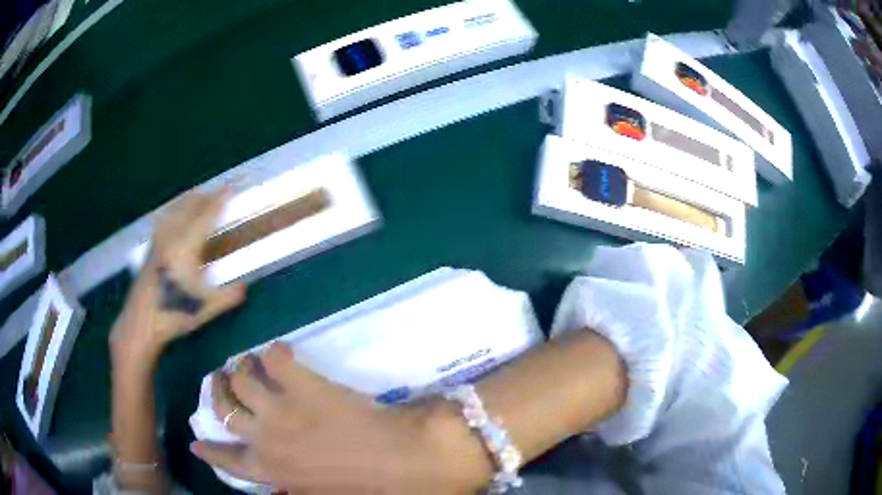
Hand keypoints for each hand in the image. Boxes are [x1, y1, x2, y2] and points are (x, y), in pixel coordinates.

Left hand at [110, 189, 245, 364]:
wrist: (141, 321)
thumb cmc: (174, 314)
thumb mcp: (205, 309)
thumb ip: (228, 296)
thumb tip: (245, 287)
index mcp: (186, 247)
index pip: (206, 215)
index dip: (219, 200)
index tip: (231, 188)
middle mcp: (171, 236)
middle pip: (190, 205)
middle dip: (206, 196)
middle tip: (219, 193)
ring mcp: (159, 239)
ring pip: (176, 208)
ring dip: (191, 200)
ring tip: (201, 198)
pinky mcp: (151, 246)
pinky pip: (168, 216)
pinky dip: (177, 209)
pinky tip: (178, 215)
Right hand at [191, 343, 472, 491]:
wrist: (410, 462)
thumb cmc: (372, 488)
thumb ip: (294, 489)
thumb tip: (278, 485)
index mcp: (274, 473)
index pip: (229, 462)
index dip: (209, 450)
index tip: (195, 441)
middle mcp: (266, 440)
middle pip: (223, 408)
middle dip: (217, 391)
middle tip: (222, 378)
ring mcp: (283, 410)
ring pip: (241, 379)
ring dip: (241, 367)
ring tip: (250, 362)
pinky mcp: (306, 386)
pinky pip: (276, 357)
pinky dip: (275, 353)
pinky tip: (281, 353)